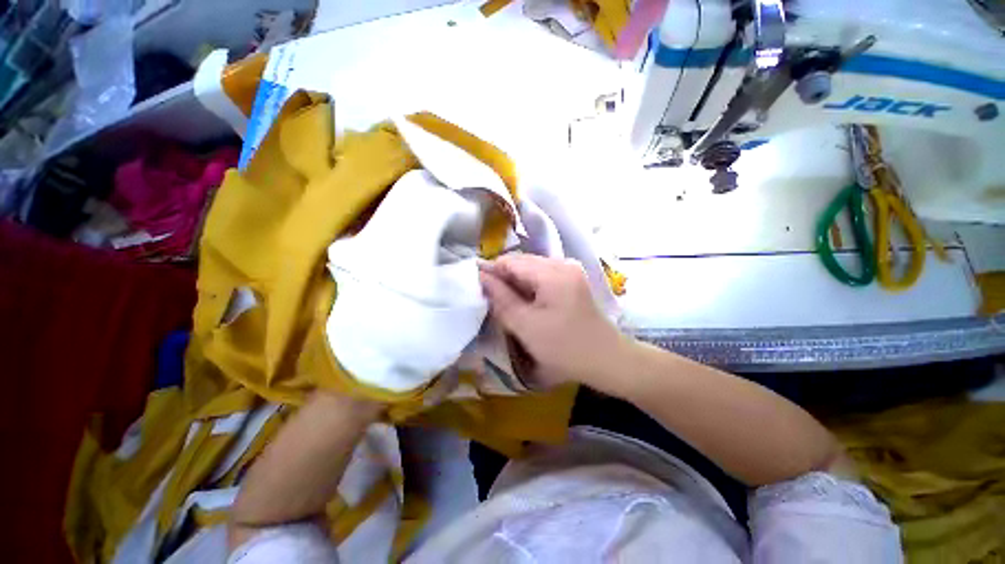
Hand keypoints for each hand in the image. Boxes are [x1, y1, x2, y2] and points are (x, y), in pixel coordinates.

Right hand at [479, 254, 630, 388]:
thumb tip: (481, 277)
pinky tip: (524, 302)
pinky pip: (542, 277)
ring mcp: (570, 271)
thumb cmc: (564, 347)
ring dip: (515, 284)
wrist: (606, 360)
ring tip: (504, 302)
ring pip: (531, 270)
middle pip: (522, 263)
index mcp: (552, 272)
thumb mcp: (526, 325)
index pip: (511, 261)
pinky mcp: (572, 281)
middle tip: (488, 298)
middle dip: (503, 278)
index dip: (490, 271)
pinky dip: (529, 287)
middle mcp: (562, 263)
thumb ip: (501, 298)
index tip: (475, 287)